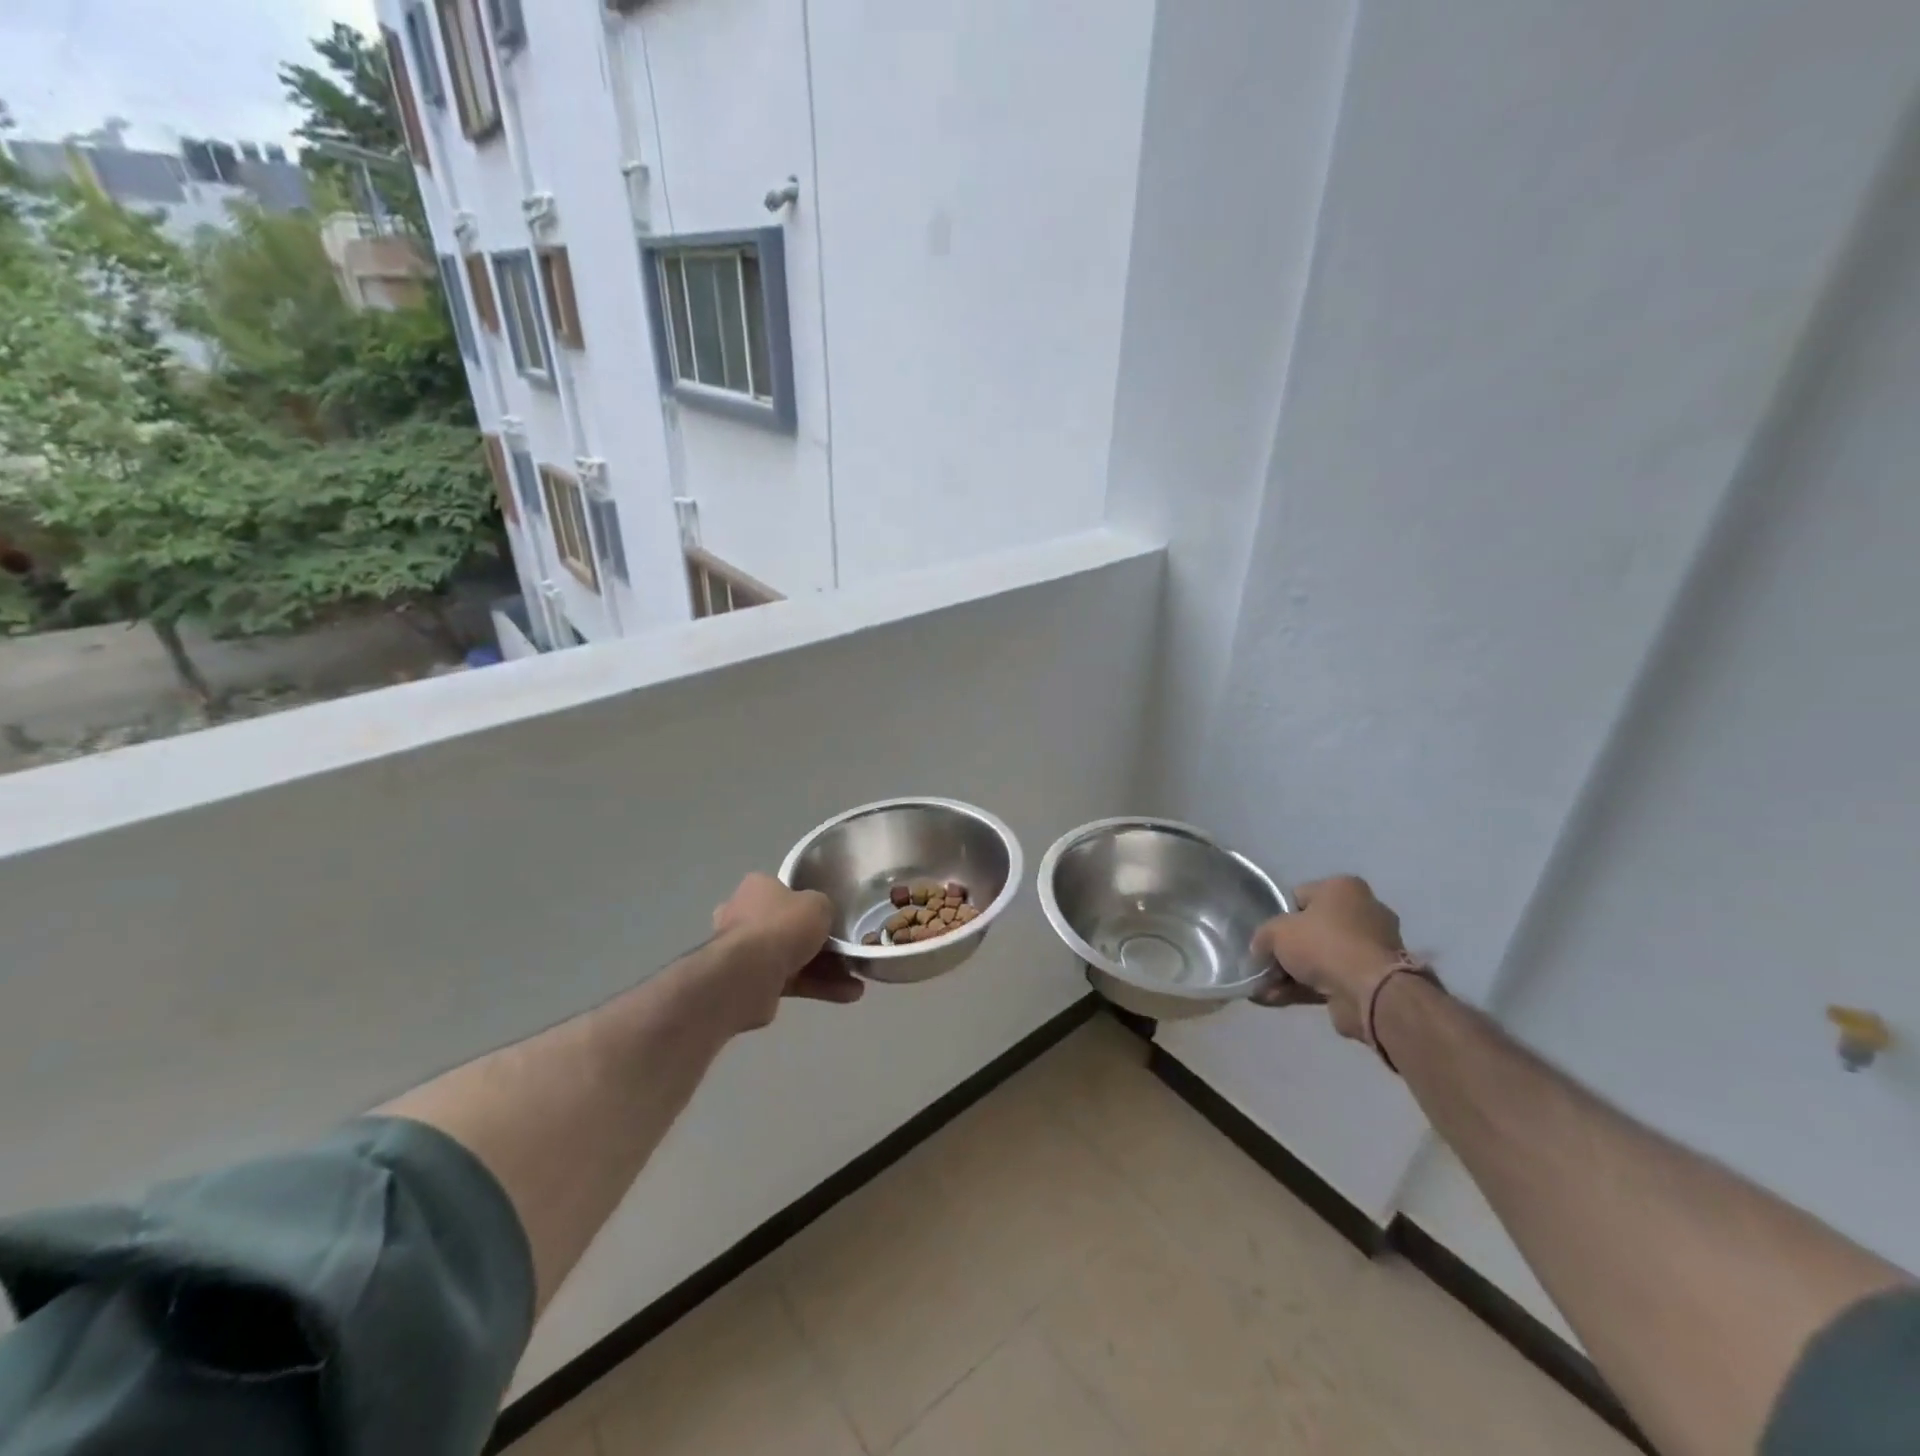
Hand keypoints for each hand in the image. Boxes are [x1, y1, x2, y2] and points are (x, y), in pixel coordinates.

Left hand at [710, 873, 864, 1027]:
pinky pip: (791, 981)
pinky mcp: (752, 982)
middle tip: (848, 952)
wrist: (749, 975)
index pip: (785, 890)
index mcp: (756, 888)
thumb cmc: (782, 926)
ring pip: (793, 957)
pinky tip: (847, 994)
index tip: (830, 916)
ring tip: (858, 983)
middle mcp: (745, 916)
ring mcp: (746, 952)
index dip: (809, 903)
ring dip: (826, 971)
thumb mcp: (818, 904)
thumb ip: (824, 908)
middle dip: (820, 943)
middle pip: (790, 927)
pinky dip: (817, 987)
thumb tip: (822, 917)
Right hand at [1251, 876, 1407, 1041]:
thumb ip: (1263, 936)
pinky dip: (1306, 988)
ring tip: (1264, 988)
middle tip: (1265, 965)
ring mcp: (1371, 947)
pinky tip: (1276, 999)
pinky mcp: (1373, 978)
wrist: (1370, 992)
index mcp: (1344, 888)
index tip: (1269, 936)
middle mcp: (1363, 912)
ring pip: (1320, 957)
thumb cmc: (1324, 944)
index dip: (1281, 916)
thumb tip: (1261, 949)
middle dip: (1287, 950)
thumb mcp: (1277, 932)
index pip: (1301, 896)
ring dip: (1292, 973)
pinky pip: (1331, 979)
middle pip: (1312, 929)